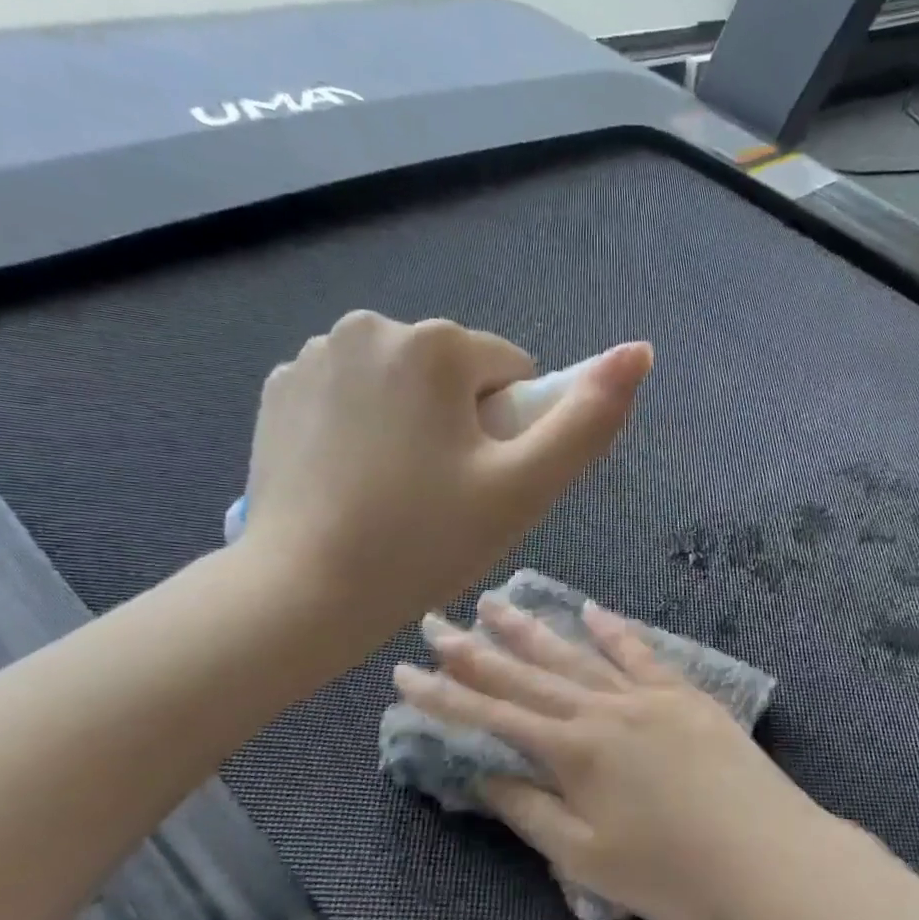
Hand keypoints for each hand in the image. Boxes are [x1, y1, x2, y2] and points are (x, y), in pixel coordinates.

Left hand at [240, 312, 651, 650]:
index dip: (511, 434)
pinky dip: (364, 429)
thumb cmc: (424, 542)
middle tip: (442, 497)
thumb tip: (640, 351)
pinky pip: (352, 398)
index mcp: (434, 343)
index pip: (511, 373)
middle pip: (454, 375)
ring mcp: (313, 355)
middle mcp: (368, 326)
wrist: (304, 594)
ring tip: (396, 495)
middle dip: (462, 425)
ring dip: (414, 426)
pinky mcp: (278, 390)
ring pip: (403, 386)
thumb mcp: (525, 488)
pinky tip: (353, 484)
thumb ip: (589, 420)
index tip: (482, 485)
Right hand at [392, 596, 861, 919]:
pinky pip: (641, 653)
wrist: (771, 855)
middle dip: (475, 651)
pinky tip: (591, 610)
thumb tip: (482, 779)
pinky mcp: (686, 695)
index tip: (404, 673)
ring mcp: (648, 696)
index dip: (444, 697)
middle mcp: (604, 710)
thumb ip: (531, 813)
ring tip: (496, 604)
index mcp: (574, 752)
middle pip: (528, 674)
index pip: (493, 716)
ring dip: (532, 630)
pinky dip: (613, 630)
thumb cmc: (675, 873)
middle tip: (435, 622)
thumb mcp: (588, 859)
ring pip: (577, 655)